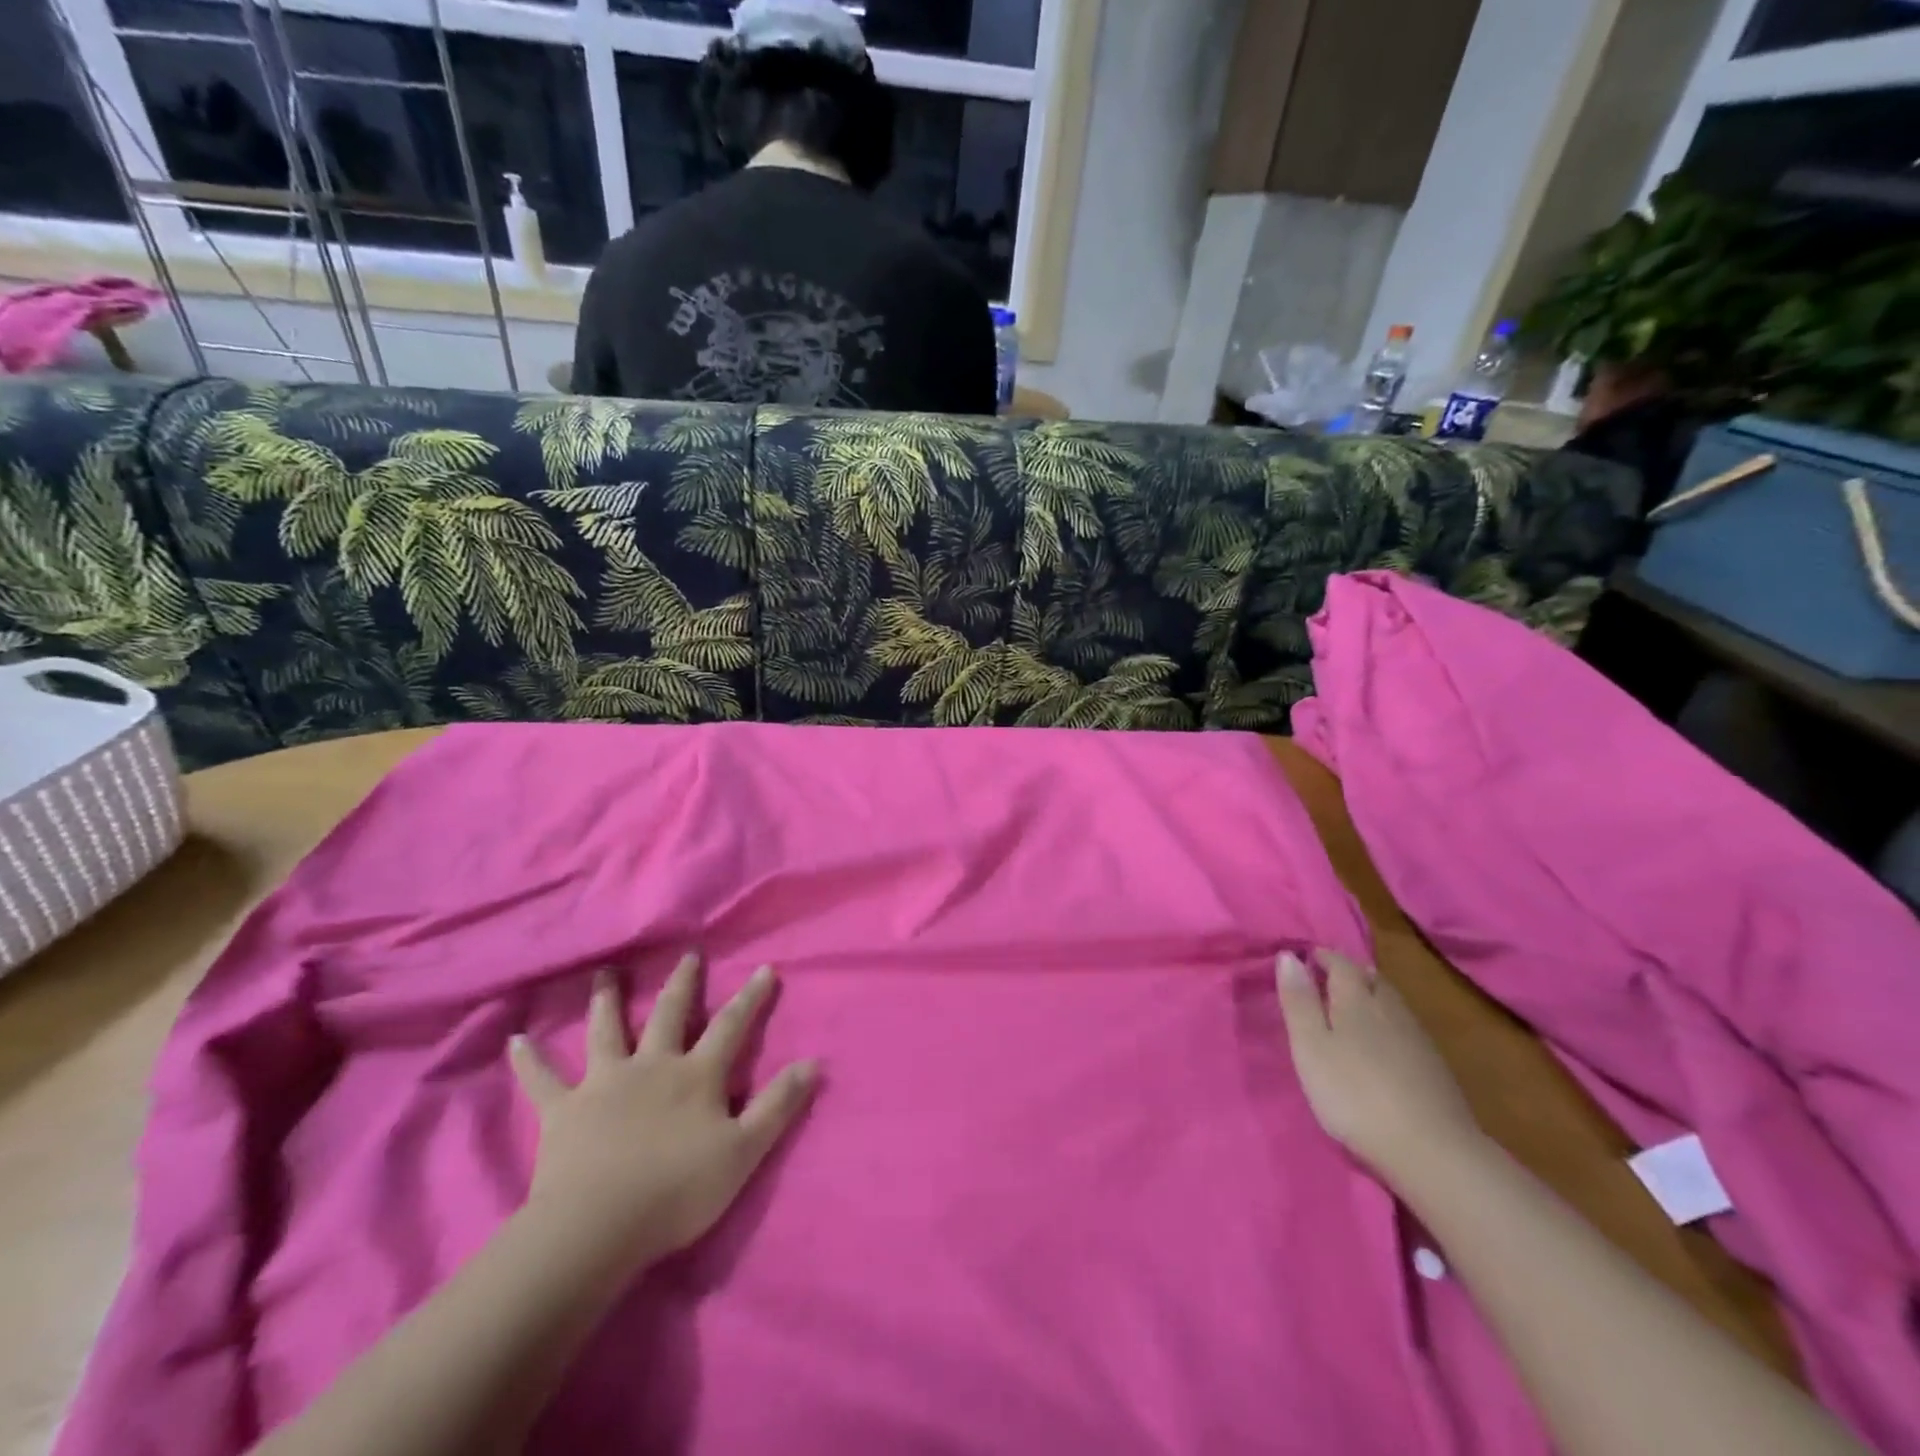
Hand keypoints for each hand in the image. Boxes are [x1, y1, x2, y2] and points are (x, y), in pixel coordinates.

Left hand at [509, 954, 818, 1275]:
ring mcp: (605, 1083)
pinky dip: (529, 1061)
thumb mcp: (744, 1151)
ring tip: (605, 973)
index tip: (763, 969)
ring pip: (606, 1031)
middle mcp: (652, 1065)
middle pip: (669, 1014)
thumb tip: (813, 1063)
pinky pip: (542, 1081)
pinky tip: (516, 1040)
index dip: (750, 998)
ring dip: (607, 1000)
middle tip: (688, 955)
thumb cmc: (677, 1190)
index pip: (731, 1026)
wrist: (598, 1227)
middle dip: (683, 984)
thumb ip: (778, 1105)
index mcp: (696, 1075)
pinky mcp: (564, 1111)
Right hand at [1276, 950, 1483, 1184]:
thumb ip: (1299, 1001)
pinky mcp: (1435, 1067)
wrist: (1433, 1152)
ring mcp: (1417, 1038)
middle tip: (1327, 979)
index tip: (1305, 958)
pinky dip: (1388, 1022)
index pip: (1340, 963)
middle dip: (1349, 973)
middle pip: (1370, 978)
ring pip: (1390, 1001)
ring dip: (1370, 995)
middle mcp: (1389, 1008)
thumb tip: (1288, 955)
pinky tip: (1384, 1042)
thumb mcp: (1311, 1047)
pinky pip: (1405, 1027)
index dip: (1322, 957)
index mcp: (1356, 999)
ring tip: (1352, 1007)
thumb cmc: (1355, 1094)